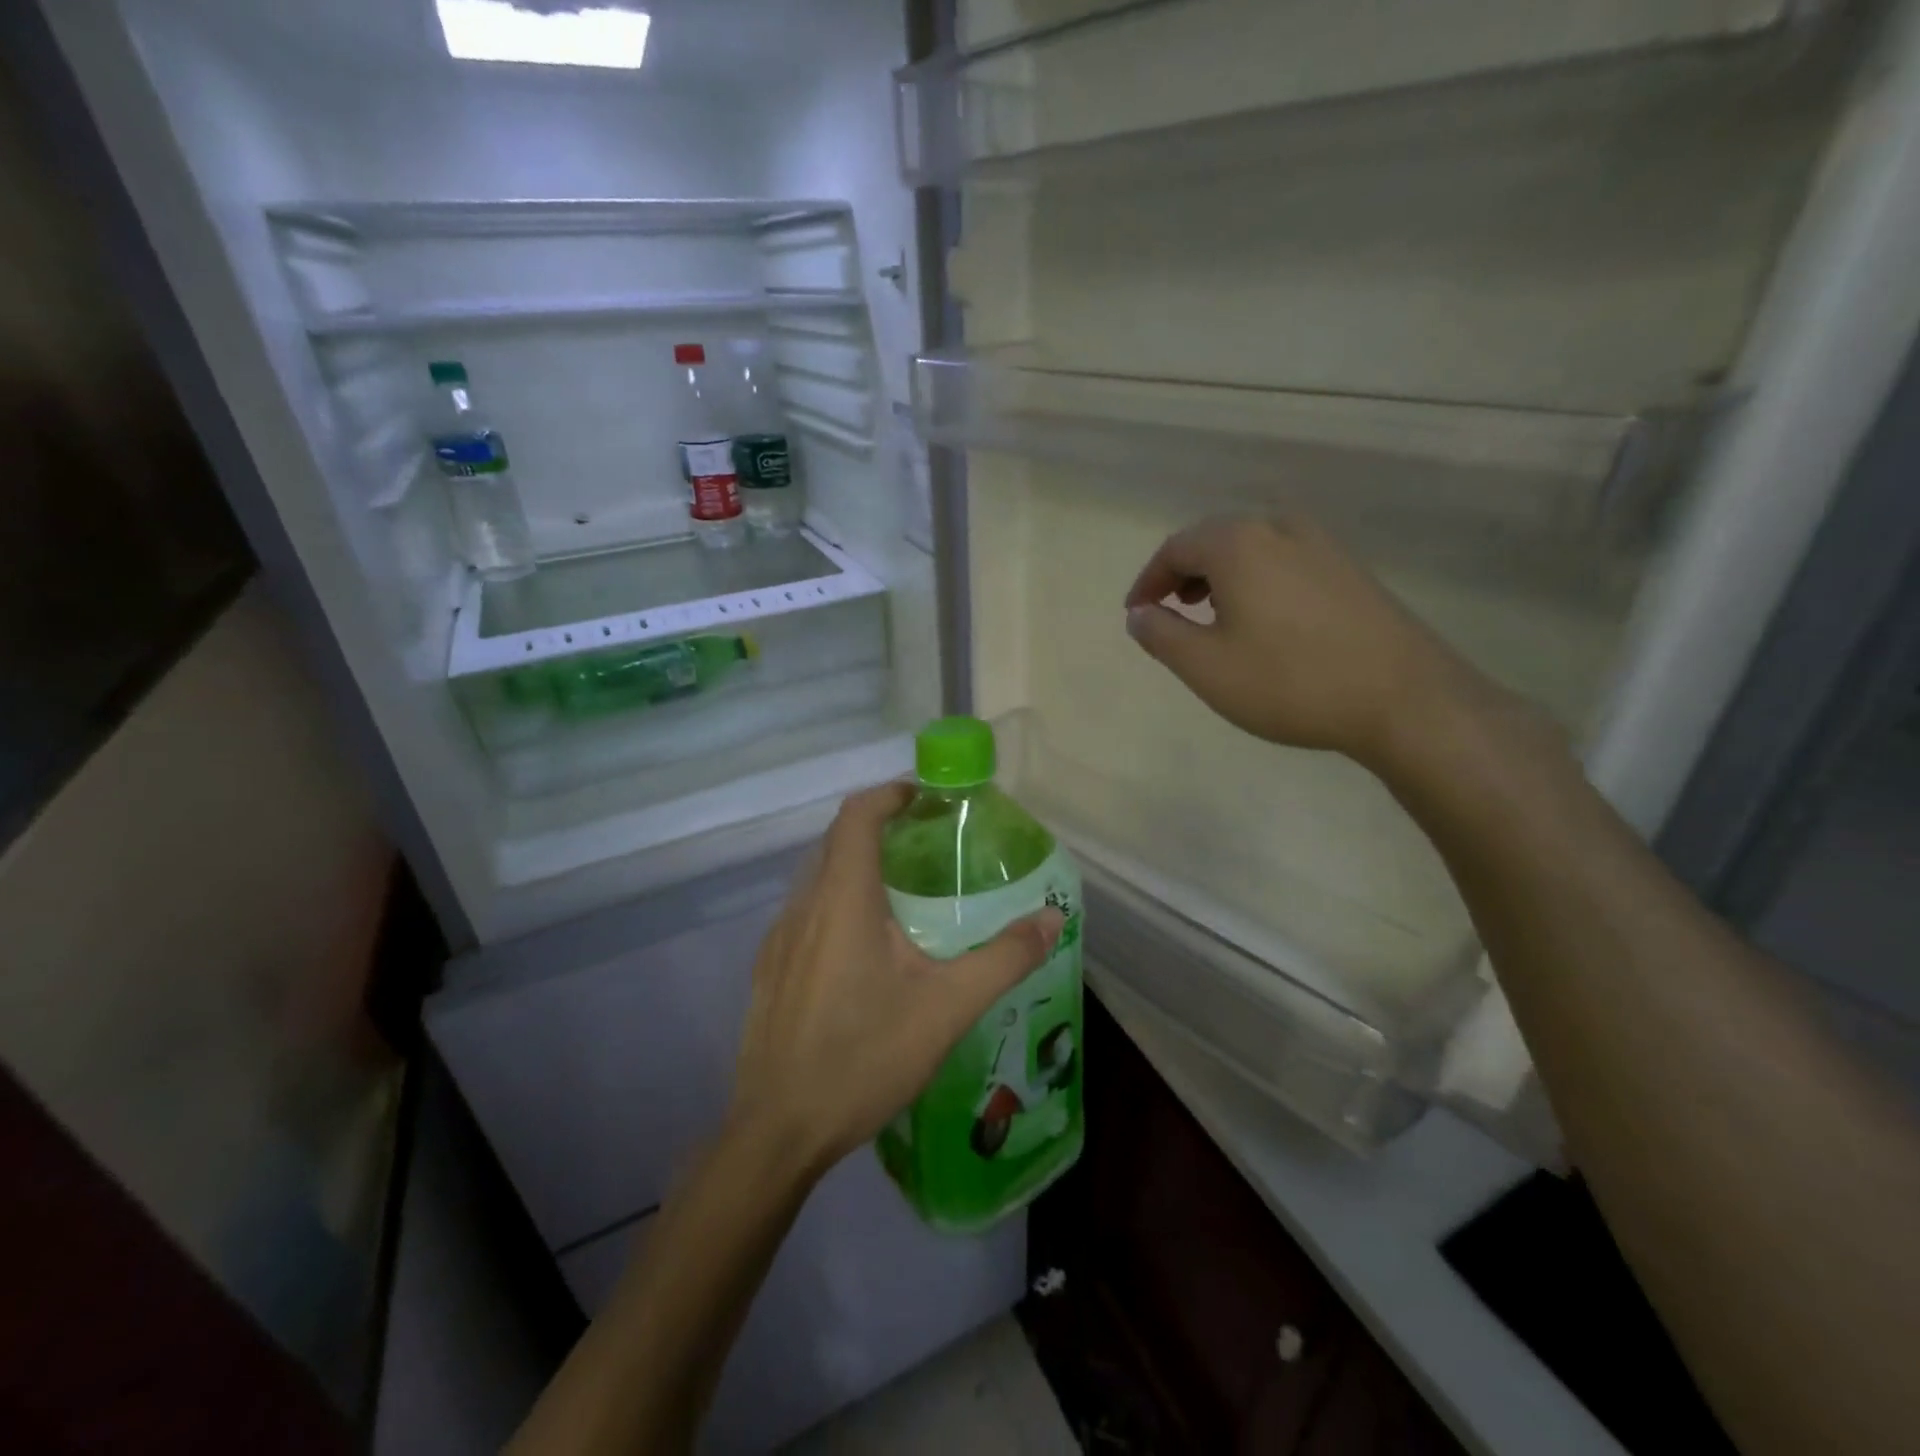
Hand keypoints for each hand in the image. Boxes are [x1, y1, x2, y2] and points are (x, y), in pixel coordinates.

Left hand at [729, 783, 1064, 1175]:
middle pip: (838, 842)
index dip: (889, 794)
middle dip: (881, 830)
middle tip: (928, 847)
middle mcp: (803, 906)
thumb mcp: (947, 1008)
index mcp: (842, 899)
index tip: (925, 798)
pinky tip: (865, 955)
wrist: (778, 1132)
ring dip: (858, 870)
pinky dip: (838, 906)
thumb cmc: (864, 1057)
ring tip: (904, 898)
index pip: (857, 815)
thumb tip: (1052, 918)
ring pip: (819, 880)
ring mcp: (778, 940)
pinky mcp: (768, 971)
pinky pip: (806, 916)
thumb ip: (1004, 958)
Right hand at [1124, 516, 1497, 769]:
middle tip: (1169, 612)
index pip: (1175, 548)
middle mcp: (1279, 528)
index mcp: (1238, 544)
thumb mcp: (1205, 667)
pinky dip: (1256, 581)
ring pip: (1252, 549)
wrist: (1403, 698)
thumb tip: (1139, 614)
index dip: (1148, 581)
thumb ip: (1160, 635)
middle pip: (1214, 540)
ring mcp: (1322, 545)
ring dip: (1220, 577)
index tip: (1136, 614)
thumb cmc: (1289, 681)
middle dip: (1183, 575)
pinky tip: (1262, 620)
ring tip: (1211, 617)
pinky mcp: (1350, 569)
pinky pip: (1284, 561)